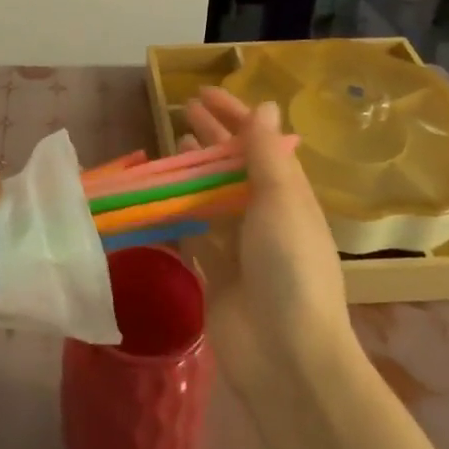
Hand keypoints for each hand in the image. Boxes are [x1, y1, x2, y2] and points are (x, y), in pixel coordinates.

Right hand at [179, 88, 353, 395]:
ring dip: (192, 169)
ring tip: (170, 142)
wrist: (286, 355)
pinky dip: (178, 211)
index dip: (234, 114)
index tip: (203, 93)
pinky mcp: (214, 271)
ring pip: (211, 194)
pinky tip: (159, 194)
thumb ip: (265, 154)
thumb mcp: (281, 201)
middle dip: (211, 135)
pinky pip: (193, 230)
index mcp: (288, 194)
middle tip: (181, 109)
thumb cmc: (289, 267)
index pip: (259, 141)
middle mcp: (265, 214)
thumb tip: (264, 106)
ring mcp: (239, 244)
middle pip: (233, 164)